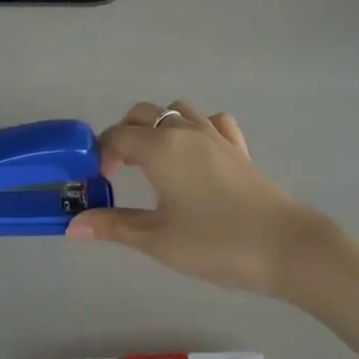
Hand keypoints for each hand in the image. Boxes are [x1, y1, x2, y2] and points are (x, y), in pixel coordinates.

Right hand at [66, 101, 337, 296]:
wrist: (285, 247)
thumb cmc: (215, 242)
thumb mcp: (157, 240)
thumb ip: (114, 226)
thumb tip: (73, 226)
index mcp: (161, 148)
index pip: (117, 135)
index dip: (101, 154)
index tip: (99, 181)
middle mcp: (186, 131)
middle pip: (144, 114)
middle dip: (124, 135)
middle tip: (120, 171)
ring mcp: (216, 137)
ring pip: (178, 111)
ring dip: (159, 127)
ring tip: (155, 162)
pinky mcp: (239, 150)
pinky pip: (213, 123)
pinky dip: (197, 130)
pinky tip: (197, 156)